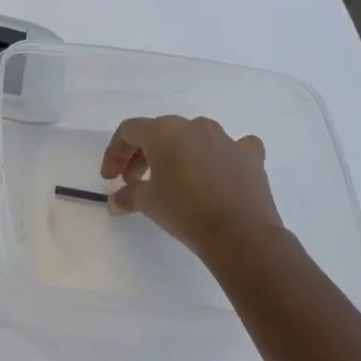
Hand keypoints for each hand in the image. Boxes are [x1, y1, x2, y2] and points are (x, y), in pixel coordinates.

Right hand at [101, 115, 287, 269]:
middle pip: (159, 132)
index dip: (114, 153)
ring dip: (176, 153)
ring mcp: (226, 139)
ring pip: (193, 136)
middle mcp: (195, 127)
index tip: (110, 178)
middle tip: (133, 181)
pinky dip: (219, 156)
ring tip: (172, 178)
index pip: (129, 131)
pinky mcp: (250, 155)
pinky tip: (216, 172)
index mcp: (164, 132)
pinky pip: (231, 147)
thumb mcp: (148, 203)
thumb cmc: (185, 211)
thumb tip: (116, 201)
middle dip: (141, 155)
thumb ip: (127, 195)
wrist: (240, 234)